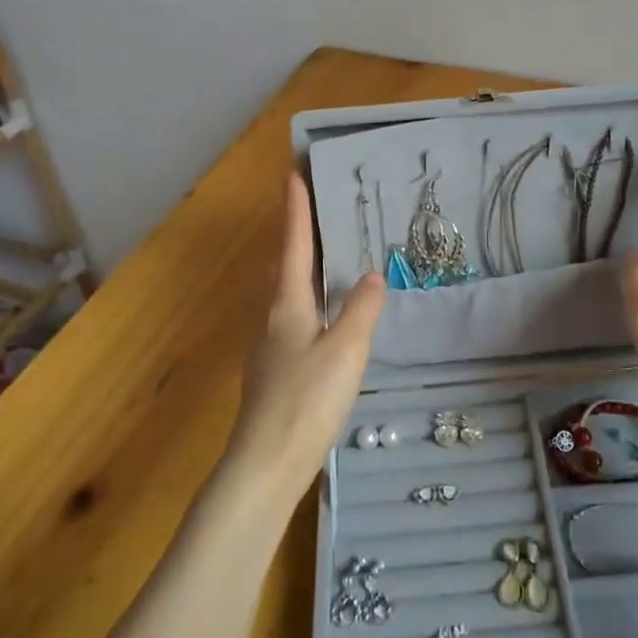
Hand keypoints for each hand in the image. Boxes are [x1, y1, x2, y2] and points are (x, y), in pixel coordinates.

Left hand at [222, 173, 386, 507]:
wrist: (266, 465)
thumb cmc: (306, 401)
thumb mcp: (345, 351)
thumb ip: (361, 310)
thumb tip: (371, 274)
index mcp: (287, 304)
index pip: (294, 244)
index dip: (295, 208)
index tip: (292, 171)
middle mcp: (273, 317)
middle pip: (284, 264)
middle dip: (296, 232)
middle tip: (313, 205)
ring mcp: (270, 345)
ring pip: (286, 292)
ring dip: (300, 265)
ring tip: (322, 253)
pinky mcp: (275, 371)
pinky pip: (293, 317)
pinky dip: (307, 298)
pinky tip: (323, 315)